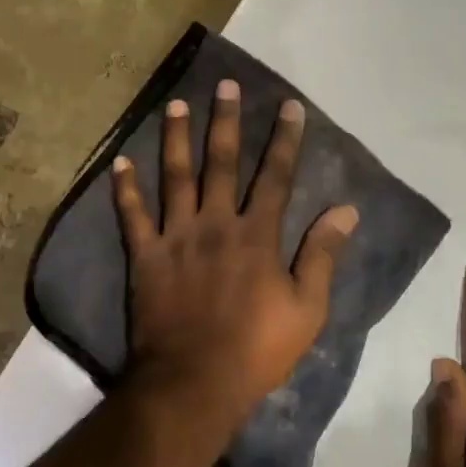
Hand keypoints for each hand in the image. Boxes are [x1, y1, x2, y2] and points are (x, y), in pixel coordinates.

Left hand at [112, 80, 357, 437]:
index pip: (275, 176)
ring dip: (175, 139)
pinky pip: (132, 216)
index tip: (289, 106)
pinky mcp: (146, 257)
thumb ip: (322, 255)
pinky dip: (125, 189)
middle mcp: (215, 224)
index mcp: (257, 235)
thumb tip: (345, 210)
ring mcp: (176, 237)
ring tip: (174, 104)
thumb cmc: (257, 349)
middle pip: (221, 163)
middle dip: (226, 122)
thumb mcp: (307, 308)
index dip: (284, 140)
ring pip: (175, 178)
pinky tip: (119, 162)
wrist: (194, 381)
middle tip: (225, 85)